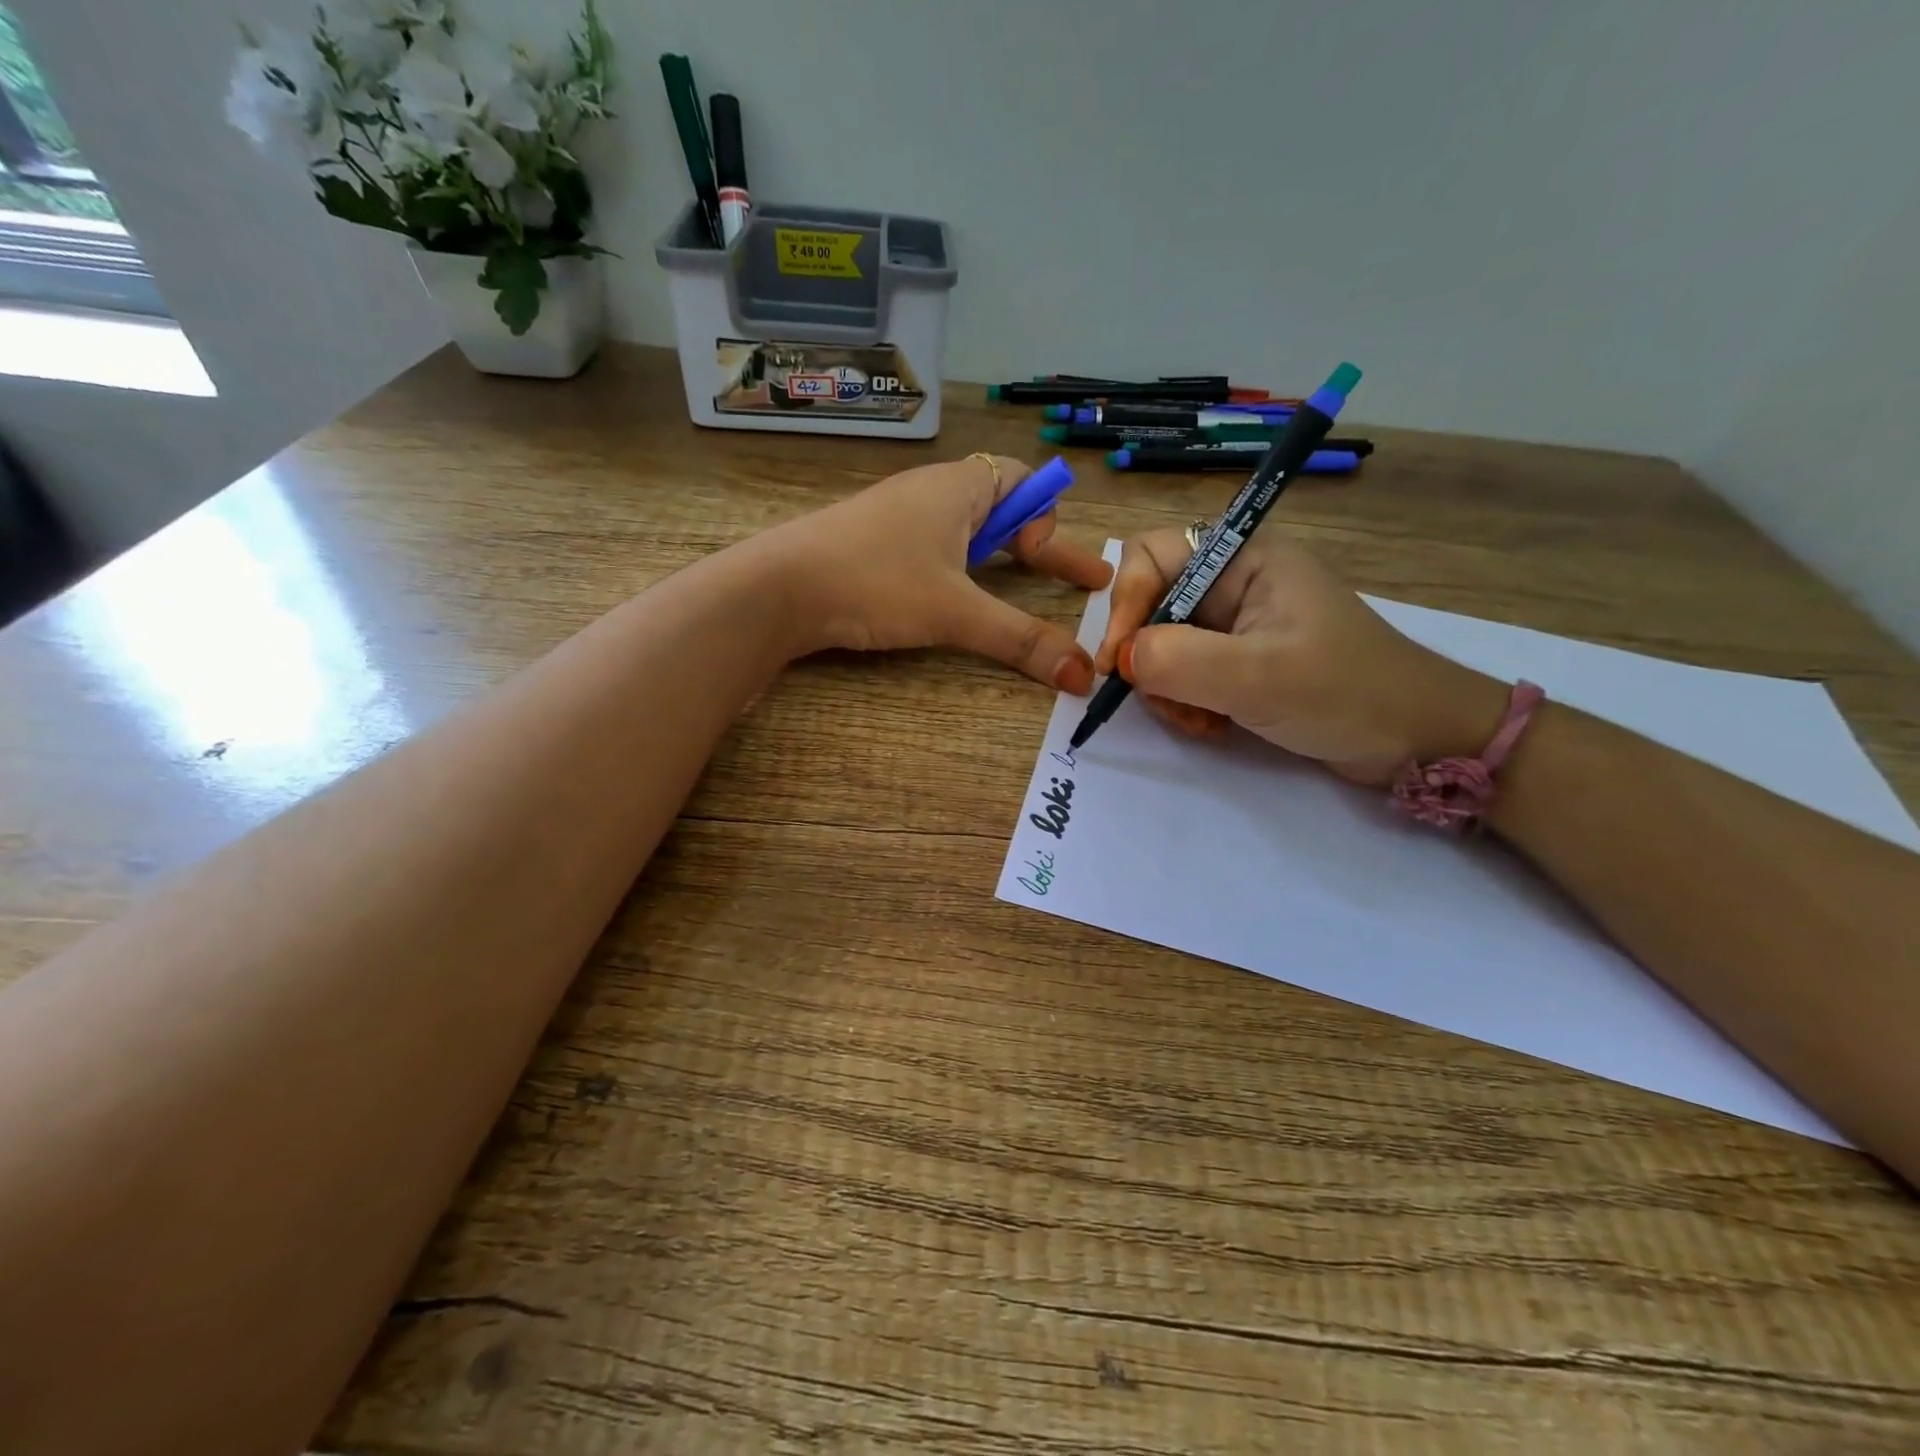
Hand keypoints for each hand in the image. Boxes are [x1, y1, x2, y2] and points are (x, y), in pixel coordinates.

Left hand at [760, 455, 1112, 691]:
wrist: (777, 588)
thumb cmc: (874, 582)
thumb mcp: (955, 612)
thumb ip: (1021, 640)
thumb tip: (1086, 676)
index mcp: (957, 487)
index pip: (1023, 479)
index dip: (1047, 516)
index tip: (1047, 561)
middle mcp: (929, 493)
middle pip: (999, 506)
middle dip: (1035, 544)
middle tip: (1068, 579)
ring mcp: (895, 518)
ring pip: (962, 530)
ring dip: (994, 558)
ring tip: (1010, 588)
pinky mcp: (870, 546)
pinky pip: (930, 549)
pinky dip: (956, 570)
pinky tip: (947, 599)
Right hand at [1094, 528, 1508, 784]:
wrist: (1420, 739)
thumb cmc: (1347, 692)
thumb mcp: (1259, 676)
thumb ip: (1180, 660)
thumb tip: (1123, 659)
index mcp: (1244, 559)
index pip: (1151, 555)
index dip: (1125, 603)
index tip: (1121, 662)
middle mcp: (1235, 584)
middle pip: (1151, 606)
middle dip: (1149, 659)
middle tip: (1167, 703)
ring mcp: (1238, 626)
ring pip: (1163, 647)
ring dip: (1167, 690)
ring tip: (1199, 723)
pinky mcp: (1241, 662)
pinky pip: (1185, 674)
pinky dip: (1186, 704)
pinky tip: (1212, 727)